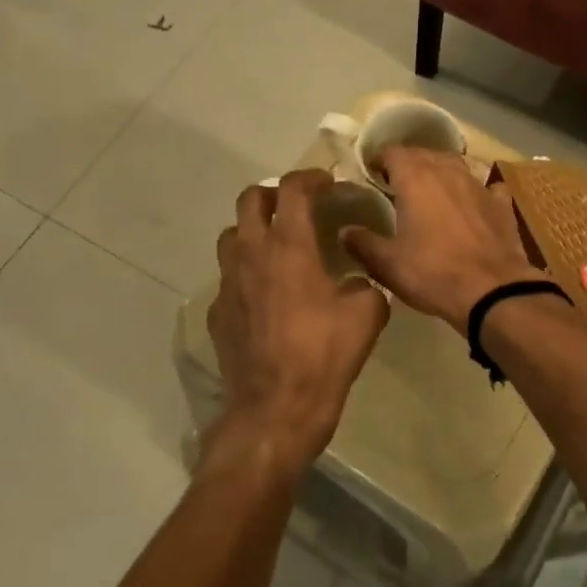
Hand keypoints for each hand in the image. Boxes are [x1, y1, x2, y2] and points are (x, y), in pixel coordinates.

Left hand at [205, 171, 389, 480]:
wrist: (276, 408)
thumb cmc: (324, 354)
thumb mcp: (367, 314)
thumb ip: (365, 284)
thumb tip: (355, 282)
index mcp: (289, 246)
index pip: (292, 190)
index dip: (310, 178)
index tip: (327, 183)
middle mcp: (252, 254)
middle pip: (250, 200)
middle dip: (274, 194)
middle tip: (298, 206)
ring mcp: (228, 283)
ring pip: (231, 236)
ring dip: (253, 230)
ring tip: (278, 245)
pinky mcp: (218, 312)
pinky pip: (229, 277)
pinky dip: (247, 272)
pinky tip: (267, 295)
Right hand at [339, 147, 550, 332]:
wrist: (492, 290)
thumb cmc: (432, 273)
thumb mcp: (387, 264)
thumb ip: (363, 243)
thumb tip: (344, 231)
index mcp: (415, 179)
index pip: (393, 152)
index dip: (380, 159)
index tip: (372, 174)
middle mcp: (447, 171)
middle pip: (424, 153)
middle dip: (409, 163)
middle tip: (397, 184)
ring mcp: (478, 184)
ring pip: (455, 165)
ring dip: (440, 172)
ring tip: (431, 190)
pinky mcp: (501, 204)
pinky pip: (486, 186)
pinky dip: (476, 191)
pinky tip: (473, 203)